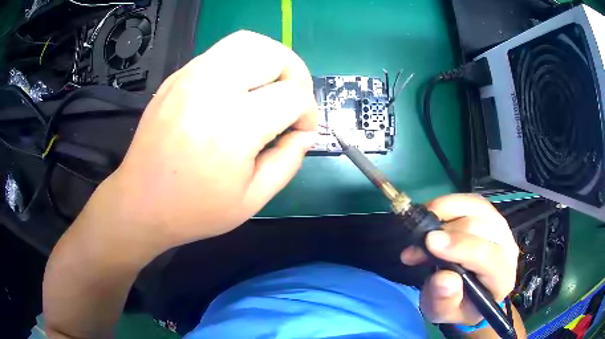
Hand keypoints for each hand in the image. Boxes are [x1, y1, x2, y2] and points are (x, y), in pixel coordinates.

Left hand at [98, 30, 317, 251]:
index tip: (301, 131)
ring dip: (270, 60)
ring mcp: (189, 77)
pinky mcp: (176, 77)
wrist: (140, 202)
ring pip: (246, 41)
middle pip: (273, 54)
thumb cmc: (194, 209)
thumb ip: (288, 162)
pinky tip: (237, 91)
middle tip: (292, 100)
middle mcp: (211, 90)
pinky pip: (220, 53)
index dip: (308, 112)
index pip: (293, 95)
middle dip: (296, 74)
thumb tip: (306, 133)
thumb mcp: (252, 200)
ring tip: (270, 87)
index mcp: (233, 127)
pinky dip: (242, 63)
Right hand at [400, 194, 518, 325]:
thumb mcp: (444, 313)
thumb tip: (443, 278)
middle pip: (481, 228)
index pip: (488, 257)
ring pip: (477, 208)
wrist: (469, 295)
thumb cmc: (457, 306)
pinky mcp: (491, 215)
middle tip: (416, 245)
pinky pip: (472, 201)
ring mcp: (502, 228)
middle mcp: (508, 249)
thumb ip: (444, 301)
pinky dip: (450, 204)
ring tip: (423, 225)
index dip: (460, 247)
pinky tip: (434, 214)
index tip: (428, 242)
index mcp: (502, 279)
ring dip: (446, 212)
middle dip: (445, 232)